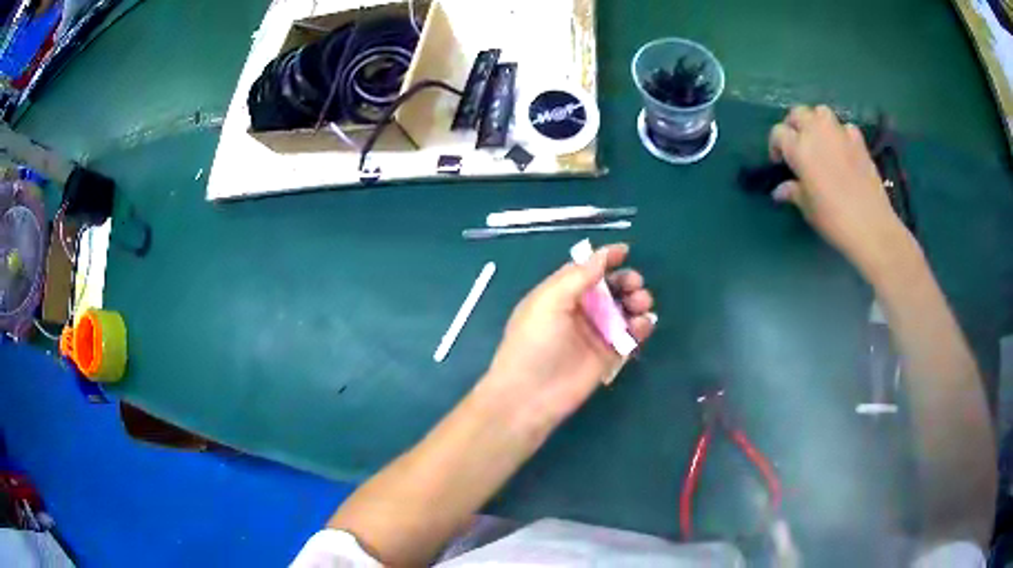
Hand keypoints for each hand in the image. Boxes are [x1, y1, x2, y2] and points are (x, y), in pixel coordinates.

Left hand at [478, 244, 656, 429]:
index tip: (626, 251)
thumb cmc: (534, 343)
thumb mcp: (549, 301)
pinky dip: (641, 327)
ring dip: (636, 302)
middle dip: (626, 281)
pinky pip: (630, 336)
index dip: (605, 259)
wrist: (530, 396)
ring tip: (641, 304)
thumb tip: (602, 255)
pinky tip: (643, 324)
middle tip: (636, 284)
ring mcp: (595, 334)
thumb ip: (578, 277)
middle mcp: (579, 311)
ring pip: (623, 311)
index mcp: (559, 294)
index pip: (585, 270)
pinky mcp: (608, 356)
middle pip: (610, 289)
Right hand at [768, 105, 913, 276]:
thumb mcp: (808, 209)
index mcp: (799, 149)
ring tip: (819, 141)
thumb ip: (793, 192)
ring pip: (821, 112)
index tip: (780, 163)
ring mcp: (840, 134)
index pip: (778, 133)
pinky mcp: (859, 141)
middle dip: (794, 125)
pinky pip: (845, 127)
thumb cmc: (834, 220)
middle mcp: (817, 133)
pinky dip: (841, 133)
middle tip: (797, 146)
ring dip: (816, 122)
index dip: (776, 145)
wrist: (871, 226)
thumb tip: (780, 190)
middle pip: (798, 113)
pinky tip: (843, 149)